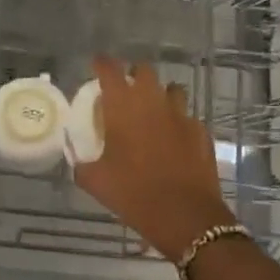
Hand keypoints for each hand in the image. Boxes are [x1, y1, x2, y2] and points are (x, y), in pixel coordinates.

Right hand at [73, 57, 234, 262]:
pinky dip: (178, 123)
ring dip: (160, 96)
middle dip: (134, 76)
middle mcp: (153, 101)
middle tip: (126, 93)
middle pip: (144, 71)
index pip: (109, 69)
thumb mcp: (95, 181)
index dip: (102, 64)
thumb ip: (82, 164)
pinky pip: (187, 117)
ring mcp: (181, 115)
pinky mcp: (201, 132)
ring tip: (153, 113)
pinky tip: (174, 141)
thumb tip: (78, 160)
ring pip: (172, 90)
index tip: (97, 65)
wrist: (185, 215)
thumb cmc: (133, 193)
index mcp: (123, 106)